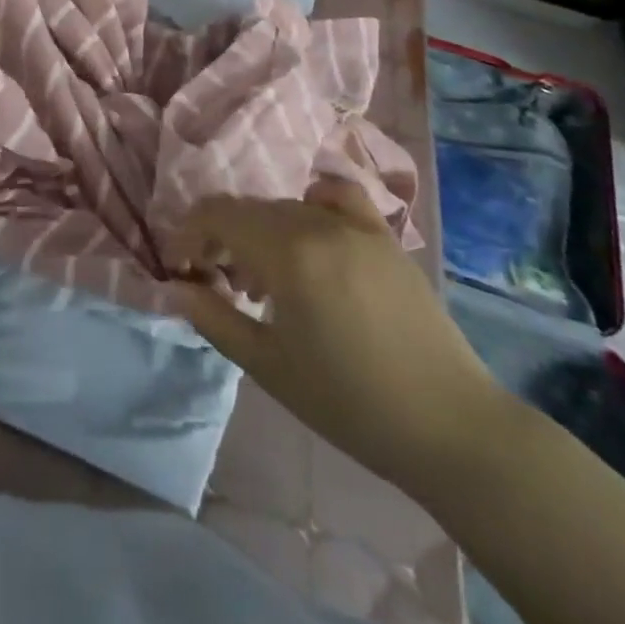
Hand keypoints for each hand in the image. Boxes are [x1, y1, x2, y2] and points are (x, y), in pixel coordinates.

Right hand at [170, 178, 507, 490]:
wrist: (449, 425)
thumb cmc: (350, 403)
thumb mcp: (268, 367)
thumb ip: (214, 318)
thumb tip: (175, 288)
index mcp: (287, 252)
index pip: (217, 214)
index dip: (189, 233)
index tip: (182, 268)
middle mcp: (317, 223)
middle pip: (249, 209)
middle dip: (221, 237)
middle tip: (219, 283)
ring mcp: (357, 224)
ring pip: (286, 206)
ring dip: (261, 230)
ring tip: (265, 279)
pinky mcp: (385, 235)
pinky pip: (336, 198)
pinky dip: (311, 206)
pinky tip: (312, 237)